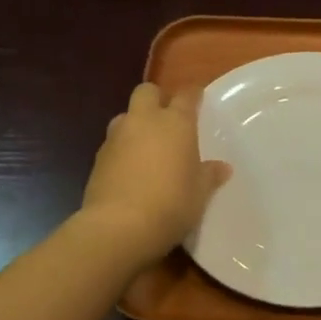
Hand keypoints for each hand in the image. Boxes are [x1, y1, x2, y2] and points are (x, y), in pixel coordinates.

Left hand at [80, 83, 231, 266]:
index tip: (198, 98)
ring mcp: (116, 137)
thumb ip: (209, 176)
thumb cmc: (171, 204)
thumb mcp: (200, 193)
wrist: (118, 227)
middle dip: (157, 99)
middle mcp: (144, 121)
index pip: (186, 95)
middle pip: (147, 92)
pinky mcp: (98, 158)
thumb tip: (222, 168)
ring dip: (135, 124)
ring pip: (125, 116)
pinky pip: (113, 143)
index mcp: (175, 123)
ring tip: (147, 146)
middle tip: (168, 118)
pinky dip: (122, 149)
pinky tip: (130, 171)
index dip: (193, 95)